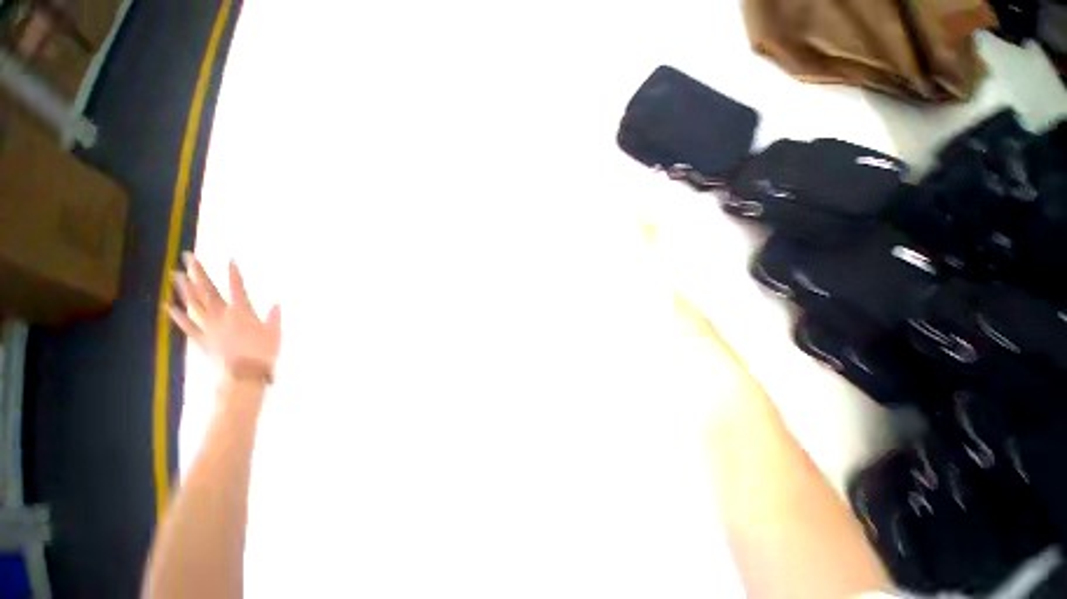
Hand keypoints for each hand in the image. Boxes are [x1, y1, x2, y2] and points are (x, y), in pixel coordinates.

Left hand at [169, 253, 280, 382]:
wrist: (245, 374)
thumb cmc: (264, 352)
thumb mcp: (275, 333)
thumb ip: (274, 317)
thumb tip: (277, 303)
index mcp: (242, 312)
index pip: (237, 287)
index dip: (233, 272)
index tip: (229, 258)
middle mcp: (222, 315)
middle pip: (208, 291)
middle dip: (198, 272)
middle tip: (188, 256)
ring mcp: (209, 327)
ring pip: (194, 304)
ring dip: (184, 289)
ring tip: (175, 275)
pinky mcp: (201, 339)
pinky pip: (187, 326)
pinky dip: (177, 317)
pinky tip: (169, 307)